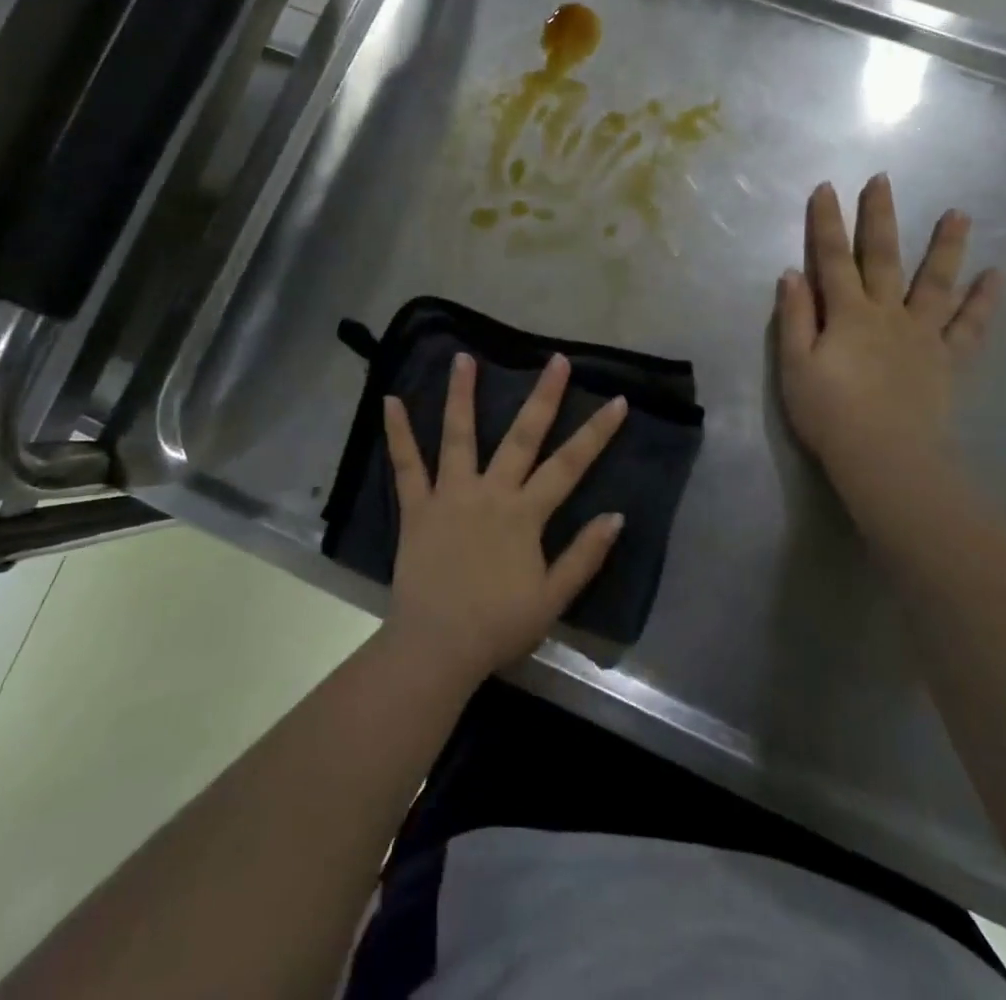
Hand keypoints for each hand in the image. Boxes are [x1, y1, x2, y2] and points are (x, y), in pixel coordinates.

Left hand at [382, 352, 628, 684]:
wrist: (436, 648)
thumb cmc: (498, 626)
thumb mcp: (553, 599)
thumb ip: (584, 556)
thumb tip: (616, 516)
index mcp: (525, 514)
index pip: (570, 465)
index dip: (596, 432)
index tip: (616, 400)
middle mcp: (490, 492)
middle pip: (522, 437)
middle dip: (543, 396)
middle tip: (556, 360)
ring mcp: (450, 495)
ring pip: (458, 437)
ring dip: (461, 395)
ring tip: (463, 357)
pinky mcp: (417, 508)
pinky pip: (406, 466)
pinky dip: (397, 434)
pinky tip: (389, 401)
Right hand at [775, 177, 1000, 502]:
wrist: (885, 458)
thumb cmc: (830, 414)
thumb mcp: (795, 366)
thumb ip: (794, 318)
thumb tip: (791, 274)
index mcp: (847, 314)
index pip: (832, 259)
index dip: (826, 223)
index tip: (826, 188)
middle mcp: (888, 313)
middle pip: (883, 257)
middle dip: (880, 217)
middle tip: (884, 180)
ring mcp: (923, 335)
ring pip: (936, 282)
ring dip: (946, 246)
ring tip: (960, 213)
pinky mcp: (947, 360)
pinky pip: (970, 326)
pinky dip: (984, 301)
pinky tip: (997, 276)